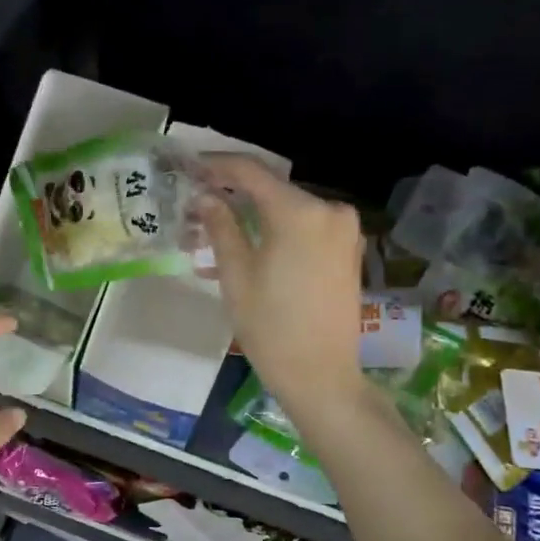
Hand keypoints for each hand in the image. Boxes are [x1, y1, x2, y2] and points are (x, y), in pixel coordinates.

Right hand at [196, 156, 367, 413]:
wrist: (320, 375)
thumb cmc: (271, 327)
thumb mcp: (236, 275)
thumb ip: (221, 227)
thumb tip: (205, 197)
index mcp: (300, 212)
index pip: (252, 172)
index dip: (218, 165)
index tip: (191, 166)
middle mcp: (329, 210)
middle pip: (272, 190)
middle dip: (234, 195)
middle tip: (198, 207)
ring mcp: (344, 230)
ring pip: (288, 210)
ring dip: (253, 216)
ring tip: (216, 234)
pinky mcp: (348, 250)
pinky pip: (305, 228)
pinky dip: (276, 231)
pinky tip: (249, 247)